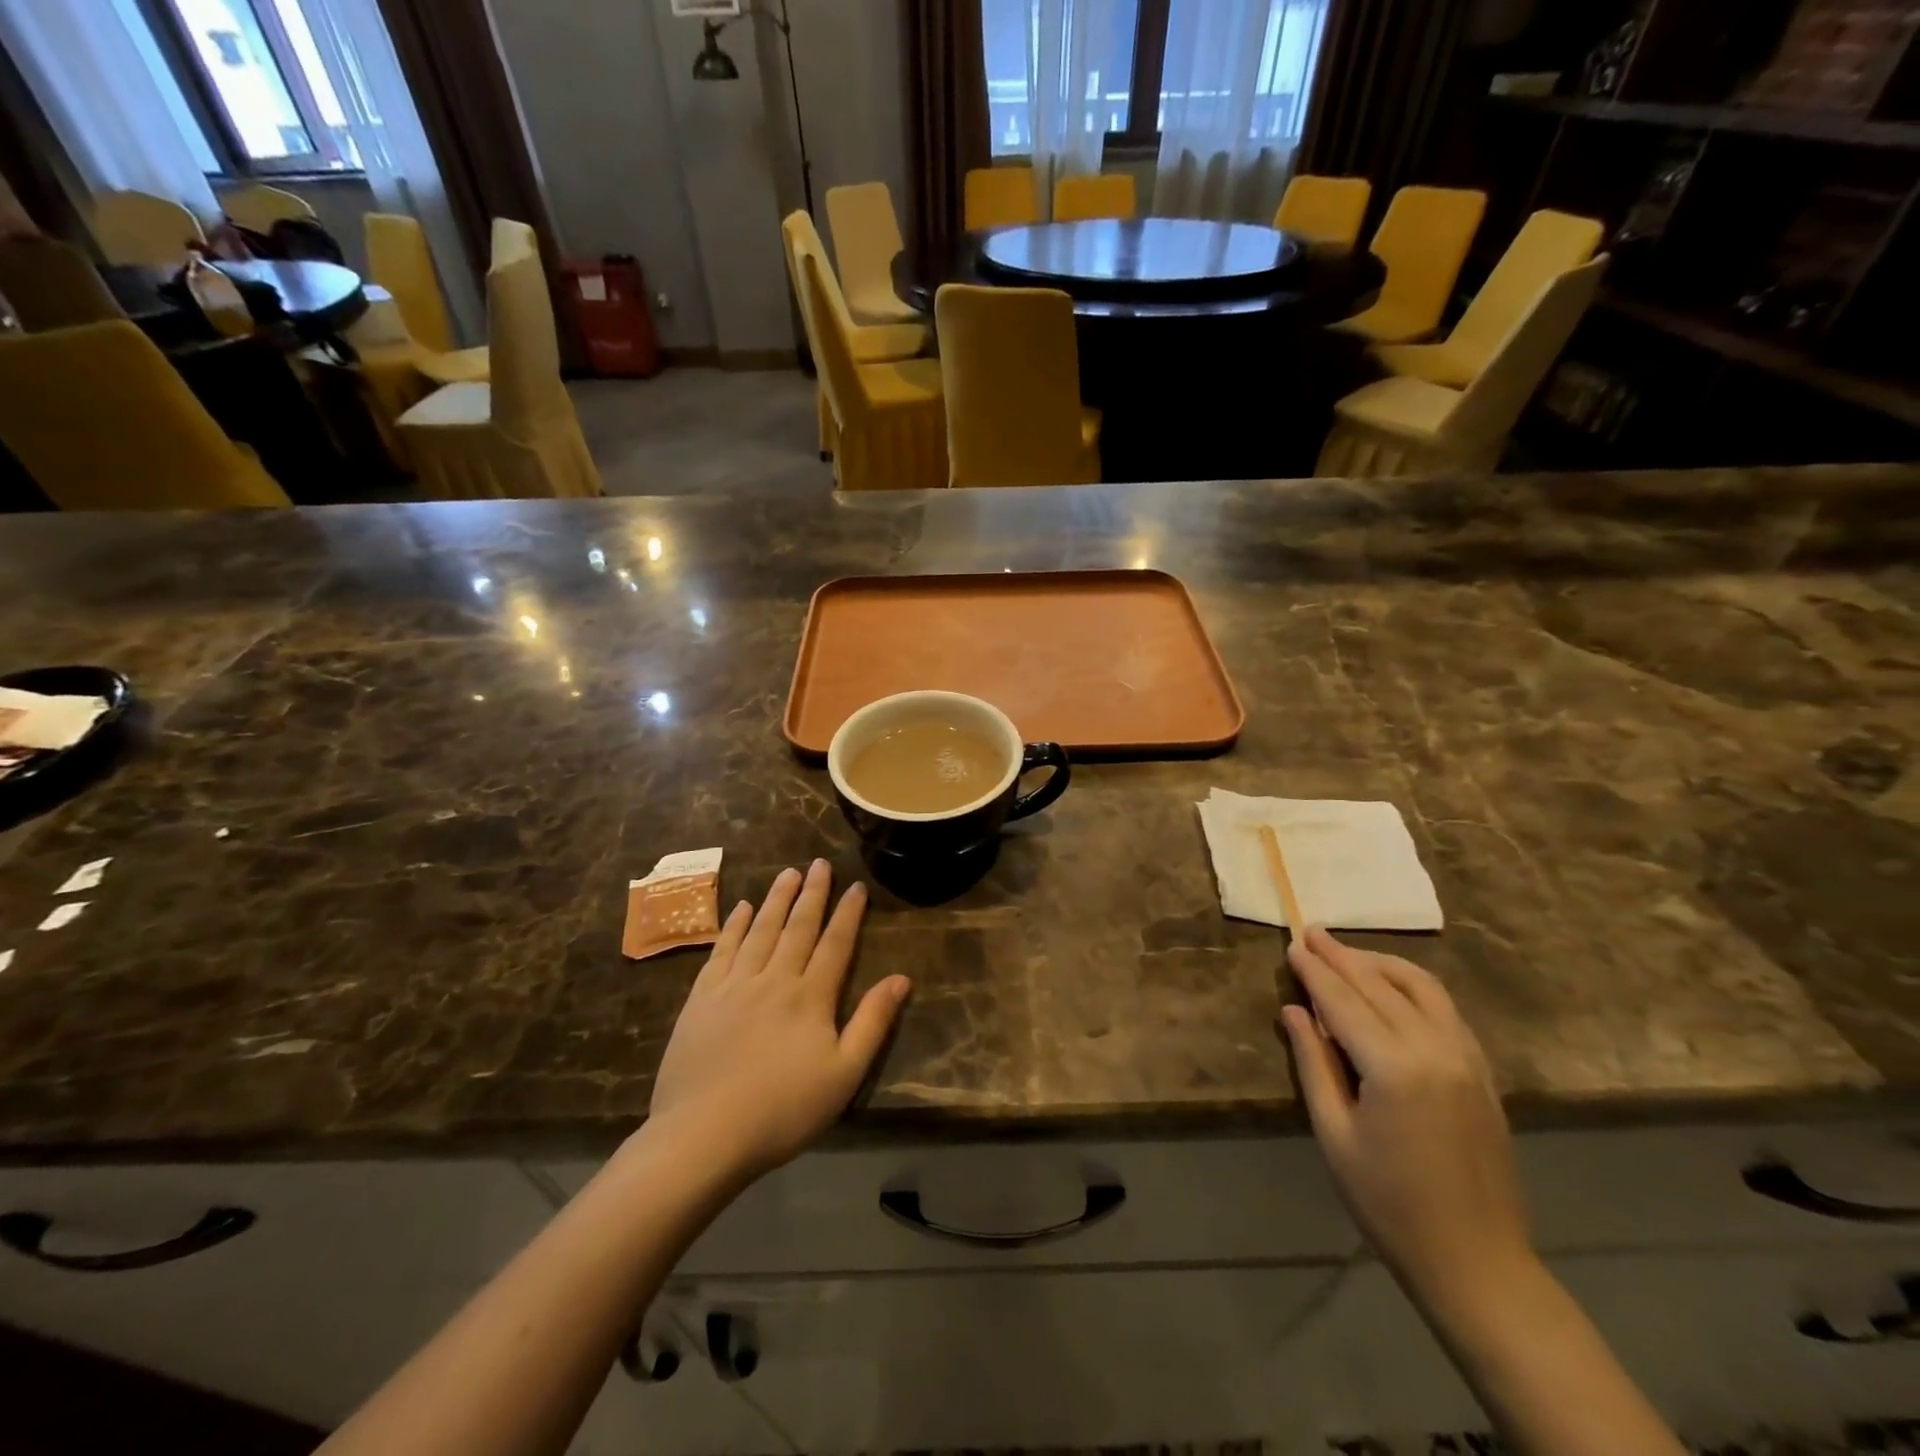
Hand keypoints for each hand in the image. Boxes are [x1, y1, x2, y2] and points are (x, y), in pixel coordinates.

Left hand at [648, 860, 909, 1179]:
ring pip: (761, 930)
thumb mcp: (844, 1074)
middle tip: (819, 863)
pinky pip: (722, 950)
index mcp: (811, 996)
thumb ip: (872, 1022)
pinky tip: (741, 908)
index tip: (856, 885)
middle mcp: (774, 978)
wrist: (703, 1135)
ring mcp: (734, 985)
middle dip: (812, 893)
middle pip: (798, 926)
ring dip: (776, 899)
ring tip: (788, 872)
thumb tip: (901, 978)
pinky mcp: (702, 998)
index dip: (848, 912)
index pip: (836, 943)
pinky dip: (734, 926)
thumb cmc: (783, 1110)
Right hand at [1282, 927, 1532, 1307]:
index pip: (1343, 1001)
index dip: (1314, 971)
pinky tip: (1390, 986)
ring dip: (1379, 963)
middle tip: (1311, 932)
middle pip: (1379, 985)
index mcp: (1394, 1067)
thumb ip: (1313, 1063)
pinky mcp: (1483, 1070)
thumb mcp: (1334, 1133)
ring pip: (1420, 986)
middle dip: (1341, 956)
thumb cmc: (1388, 1203)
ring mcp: (1467, 1057)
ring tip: (1346, 953)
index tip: (1291, 945)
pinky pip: (1444, 1008)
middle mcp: (1435, 1049)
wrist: (1477, 1261)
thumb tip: (1294, 1010)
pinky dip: (1412, 985)